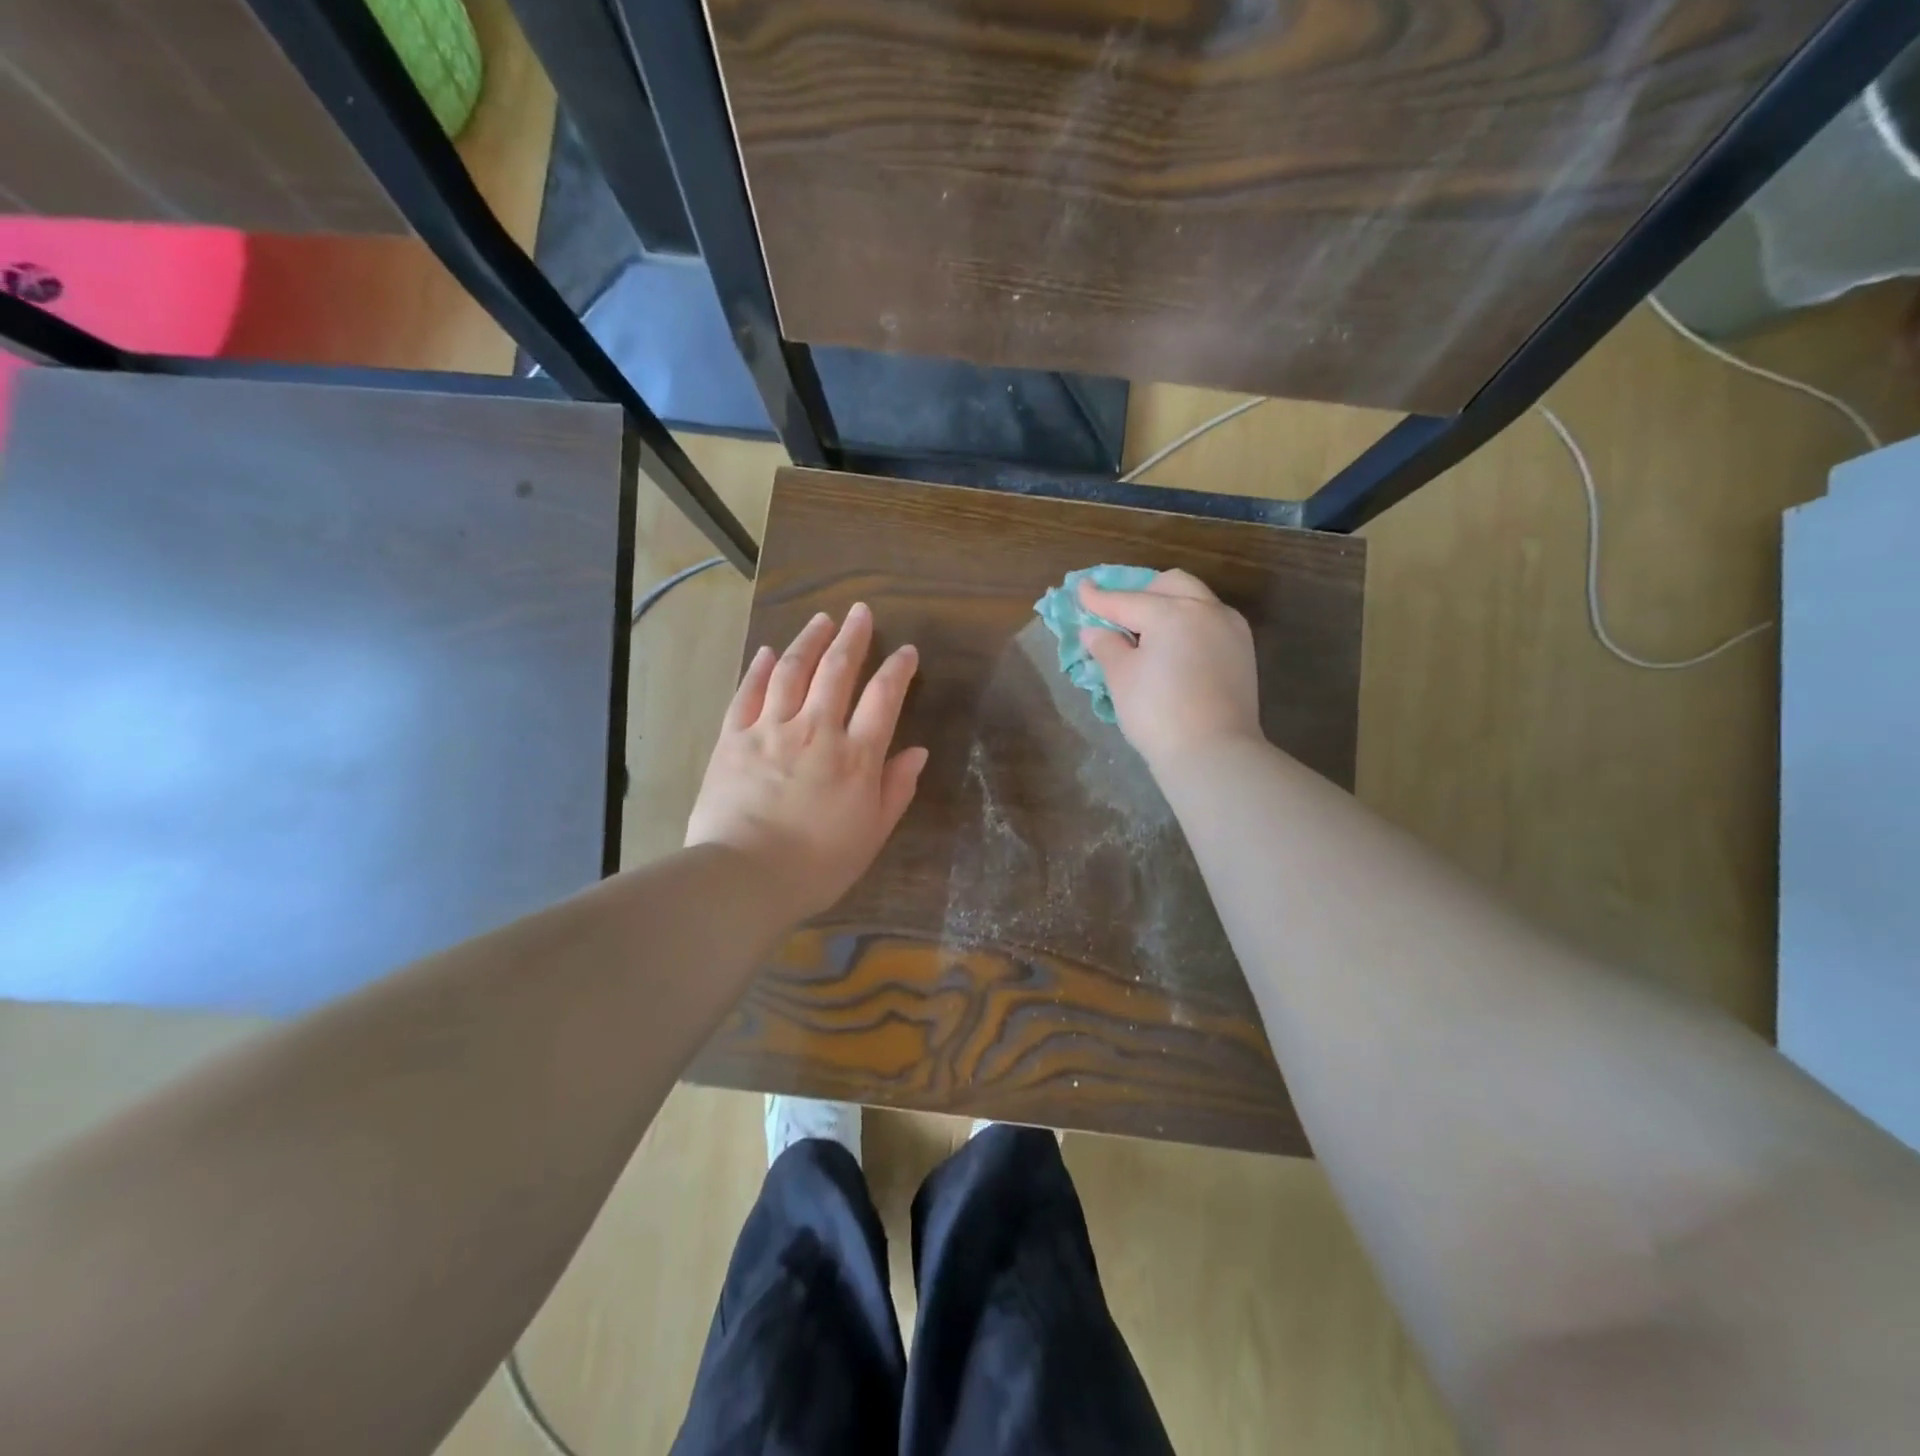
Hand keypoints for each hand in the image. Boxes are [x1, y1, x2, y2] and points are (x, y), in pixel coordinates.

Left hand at [686, 604, 928, 922]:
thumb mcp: (871, 835)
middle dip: (853, 637)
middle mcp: (816, 730)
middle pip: (837, 671)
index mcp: (856, 756)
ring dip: (809, 641)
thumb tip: (917, 751)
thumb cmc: (817, 865)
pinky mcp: (733, 738)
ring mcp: (771, 729)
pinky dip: (759, 669)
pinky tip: (768, 651)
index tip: (906, 650)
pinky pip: (748, 693)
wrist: (744, 877)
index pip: (883, 698)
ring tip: (821, 619)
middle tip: (860, 612)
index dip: (897, 669)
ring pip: (792, 671)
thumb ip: (896, 789)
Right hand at [1078, 569, 1262, 767]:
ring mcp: (1230, 629)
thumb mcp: (1121, 678)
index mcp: (1172, 612)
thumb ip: (1106, 647)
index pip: (1126, 601)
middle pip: (1170, 585)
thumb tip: (1095, 631)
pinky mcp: (1243, 652)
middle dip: (1142, 592)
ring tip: (1148, 631)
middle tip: (1120, 613)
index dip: (1098, 598)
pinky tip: (1175, 647)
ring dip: (1169, 605)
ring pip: (1196, 600)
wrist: (1213, 753)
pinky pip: (1211, 622)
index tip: (1080, 589)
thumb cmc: (1157, 713)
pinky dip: (1189, 624)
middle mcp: (1206, 610)